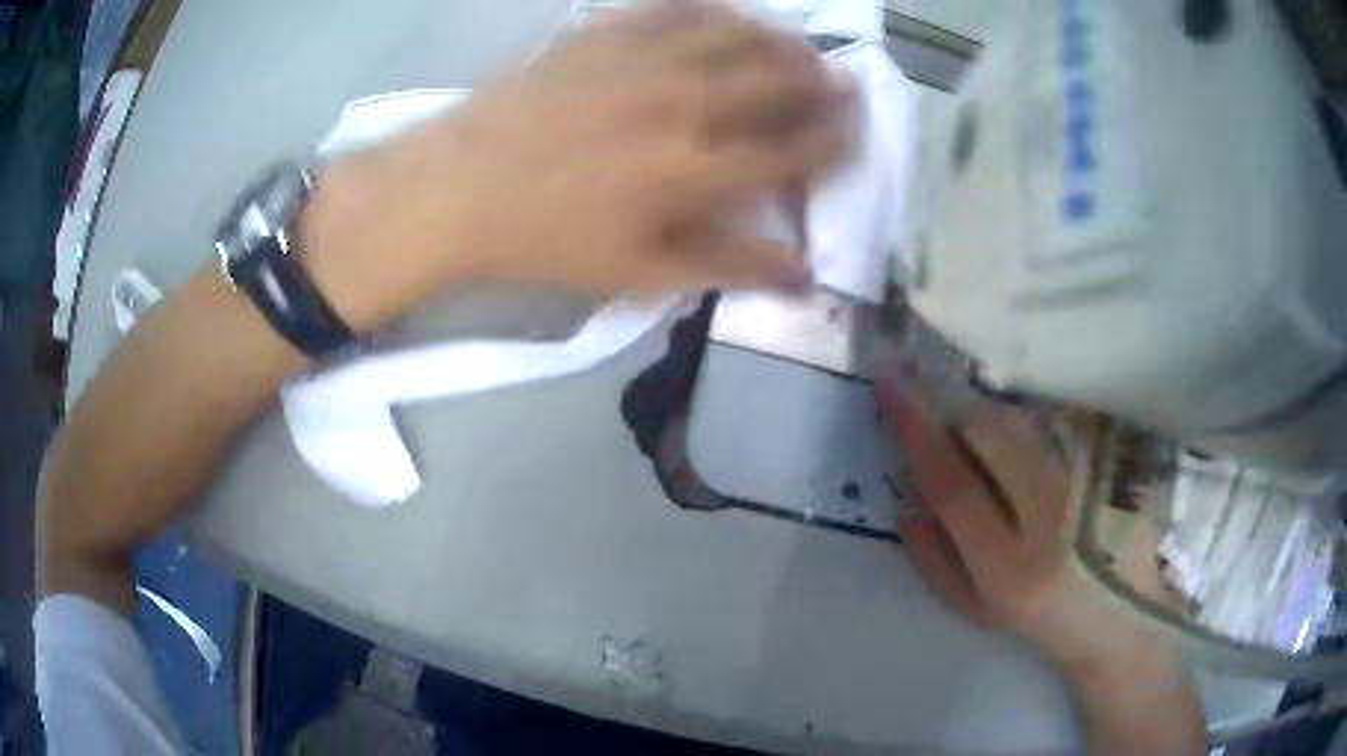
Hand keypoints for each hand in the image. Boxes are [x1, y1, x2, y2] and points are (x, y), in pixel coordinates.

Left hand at [300, 1, 854, 331]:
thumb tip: (804, 275)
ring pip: (737, 36)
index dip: (835, 140)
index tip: (856, 131)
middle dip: (822, 83)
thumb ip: (728, 267)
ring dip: (781, 41)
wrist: (457, 189)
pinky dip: (716, 10)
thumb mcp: (638, 274)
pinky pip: (677, 8)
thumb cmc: (545, 240)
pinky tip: (731, 14)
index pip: (794, 149)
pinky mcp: (605, 32)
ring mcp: (643, 57)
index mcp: (696, 169)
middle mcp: (684, 101)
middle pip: (777, 82)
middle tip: (843, 83)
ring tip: (801, 47)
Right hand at [876, 378, 1184, 679]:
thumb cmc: (1043, 622)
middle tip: (926, 397)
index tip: (887, 387)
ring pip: (1022, 419)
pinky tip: (1017, 438)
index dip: (915, 429)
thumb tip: (908, 503)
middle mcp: (1053, 516)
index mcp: (1009, 569)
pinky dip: (1020, 419)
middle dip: (948, 407)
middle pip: (989, 432)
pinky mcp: (1111, 463)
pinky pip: (1053, 422)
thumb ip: (935, 562)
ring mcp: (1088, 482)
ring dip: (983, 411)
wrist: (1123, 616)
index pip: (952, 483)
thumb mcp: (977, 611)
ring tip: (970, 422)